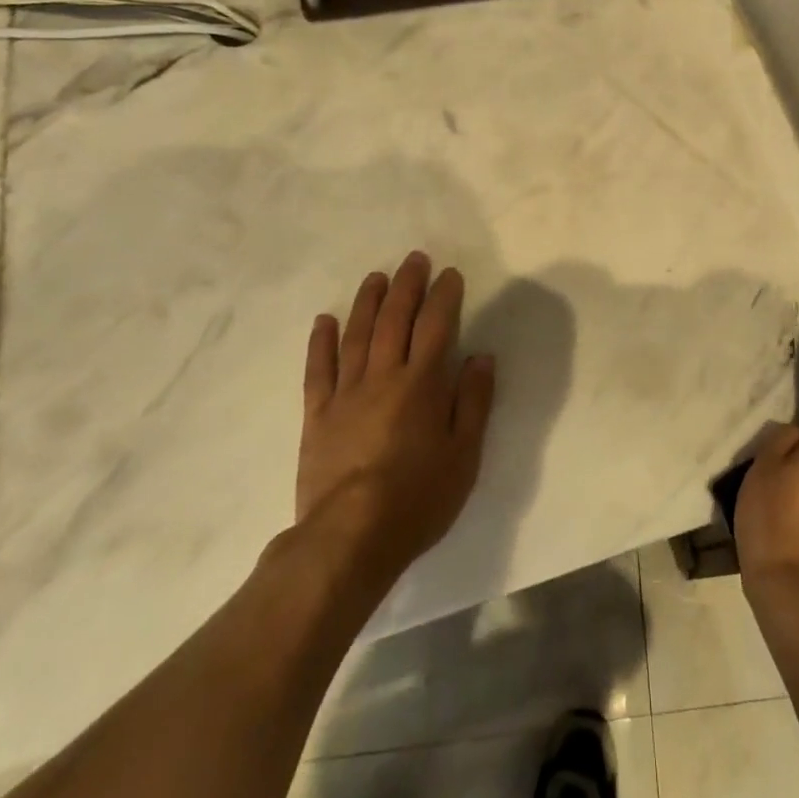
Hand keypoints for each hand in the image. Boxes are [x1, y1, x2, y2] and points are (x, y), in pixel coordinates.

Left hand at [293, 251, 495, 594]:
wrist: (349, 538)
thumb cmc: (418, 498)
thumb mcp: (464, 455)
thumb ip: (474, 402)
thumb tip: (481, 358)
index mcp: (422, 385)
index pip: (436, 326)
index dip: (444, 296)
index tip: (450, 274)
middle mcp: (383, 378)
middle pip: (395, 320)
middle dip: (406, 286)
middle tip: (414, 259)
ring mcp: (345, 394)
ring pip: (357, 336)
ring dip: (367, 302)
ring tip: (376, 276)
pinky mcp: (317, 415)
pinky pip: (319, 370)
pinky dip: (322, 342)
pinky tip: (325, 320)